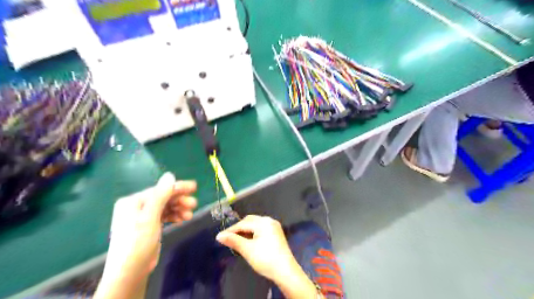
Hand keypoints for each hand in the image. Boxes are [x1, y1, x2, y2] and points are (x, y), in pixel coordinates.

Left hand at [100, 174, 194, 285]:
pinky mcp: (149, 226)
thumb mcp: (150, 217)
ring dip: (178, 209)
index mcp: (133, 201)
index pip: (159, 190)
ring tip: (190, 215)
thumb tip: (170, 175)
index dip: (177, 188)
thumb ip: (160, 195)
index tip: (194, 187)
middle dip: (179, 200)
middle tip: (194, 204)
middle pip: (163, 198)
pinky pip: (164, 215)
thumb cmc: (138, 242)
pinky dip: (174, 216)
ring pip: (165, 207)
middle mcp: (137, 206)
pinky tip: (183, 219)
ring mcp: (142, 217)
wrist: (130, 273)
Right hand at [214, 216, 317, 297]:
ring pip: (255, 225)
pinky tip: (249, 241)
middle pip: (250, 221)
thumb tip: (219, 236)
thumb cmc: (265, 259)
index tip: (220, 237)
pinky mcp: (276, 233)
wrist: (285, 271)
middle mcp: (269, 220)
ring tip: (237, 241)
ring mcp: (274, 226)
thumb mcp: (247, 250)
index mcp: (264, 222)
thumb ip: (233, 241)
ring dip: (246, 231)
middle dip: (239, 229)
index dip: (231, 230)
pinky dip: (253, 233)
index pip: (243, 223)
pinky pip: (261, 229)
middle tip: (229, 239)